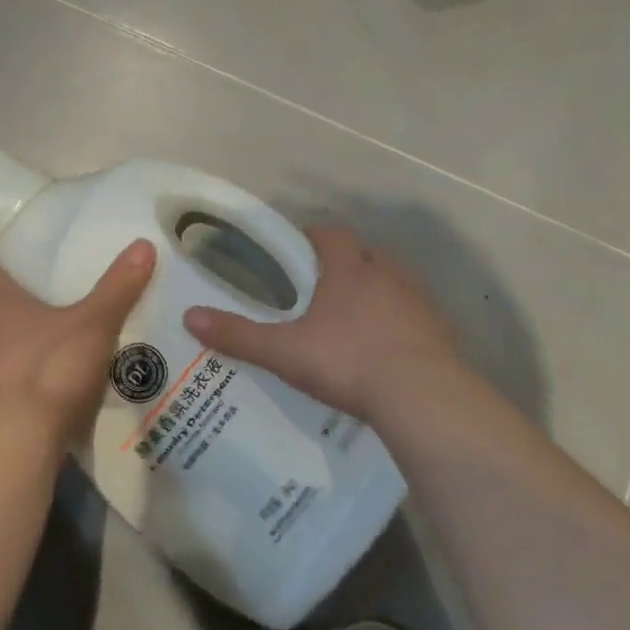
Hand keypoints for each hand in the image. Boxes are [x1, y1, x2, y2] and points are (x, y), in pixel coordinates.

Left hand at [0, 239, 156, 444]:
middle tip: (49, 297)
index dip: (1, 262)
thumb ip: (118, 287)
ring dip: (22, 342)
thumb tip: (143, 244)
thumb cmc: (50, 369)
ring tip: (59, 338)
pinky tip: (59, 379)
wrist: (19, 443)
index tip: (23, 257)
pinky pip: (11, 380)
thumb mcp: (94, 323)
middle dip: (14, 304)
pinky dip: (29, 376)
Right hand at [183, 225, 469, 423]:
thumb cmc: (348, 361)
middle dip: (344, 262)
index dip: (312, 236)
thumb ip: (239, 335)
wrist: (422, 396)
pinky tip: (387, 347)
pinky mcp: (440, 329)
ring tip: (353, 317)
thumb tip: (190, 316)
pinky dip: (399, 320)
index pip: (330, 234)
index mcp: (348, 269)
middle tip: (321, 287)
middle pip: (364, 253)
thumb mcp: (285, 352)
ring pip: (393, 281)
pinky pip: (415, 313)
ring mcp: (418, 300)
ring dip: (375, 289)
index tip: (296, 249)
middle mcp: (386, 274)